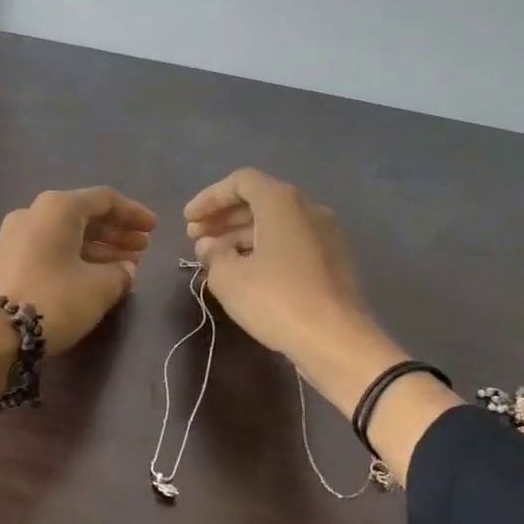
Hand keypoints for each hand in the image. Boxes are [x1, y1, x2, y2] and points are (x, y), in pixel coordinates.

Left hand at [0, 187, 157, 354]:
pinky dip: (76, 258)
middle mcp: (35, 213)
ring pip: (67, 235)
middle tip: (142, 249)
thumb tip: (125, 269)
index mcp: (58, 207)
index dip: (133, 213)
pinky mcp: (6, 260)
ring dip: (99, 248)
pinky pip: (51, 250)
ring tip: (126, 266)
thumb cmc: (53, 300)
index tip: (154, 229)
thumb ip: (120, 273)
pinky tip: (95, 276)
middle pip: (84, 216)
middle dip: (116, 232)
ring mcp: (16, 236)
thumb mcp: (99, 287)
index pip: (105, 200)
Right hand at [184, 168, 458, 479]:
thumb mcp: (229, 278)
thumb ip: (212, 254)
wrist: (336, 341)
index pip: (241, 182)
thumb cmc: (277, 300)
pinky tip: (243, 273)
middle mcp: (308, 210)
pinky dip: (262, 249)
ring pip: (274, 224)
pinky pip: (289, 242)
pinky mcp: (331, 262)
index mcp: (282, 203)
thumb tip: (209, 245)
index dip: (210, 198)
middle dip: (223, 217)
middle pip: (258, 201)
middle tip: (195, 238)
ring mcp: (325, 235)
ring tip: (213, 258)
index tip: (188, 220)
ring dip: (239, 235)